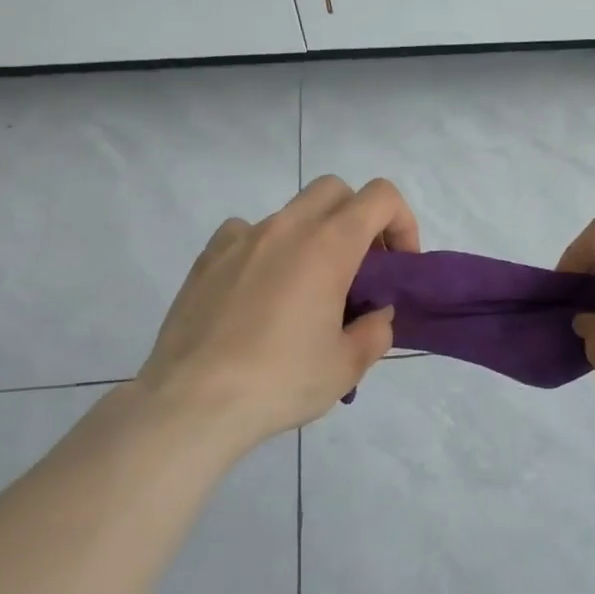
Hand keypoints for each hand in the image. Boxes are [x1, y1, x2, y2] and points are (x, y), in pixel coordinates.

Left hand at [134, 176, 419, 456]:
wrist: (193, 402)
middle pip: (335, 190)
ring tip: (305, 291)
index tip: (397, 265)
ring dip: (312, 237)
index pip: (380, 197)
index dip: (401, 222)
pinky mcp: (207, 258)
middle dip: (358, 219)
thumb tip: (374, 314)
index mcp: (328, 245)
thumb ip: (376, 330)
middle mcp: (286, 228)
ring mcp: (241, 238)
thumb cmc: (281, 381)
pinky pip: (246, 233)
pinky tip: (259, 292)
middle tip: (359, 268)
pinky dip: (265, 250)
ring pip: (291, 213)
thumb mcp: (348, 365)